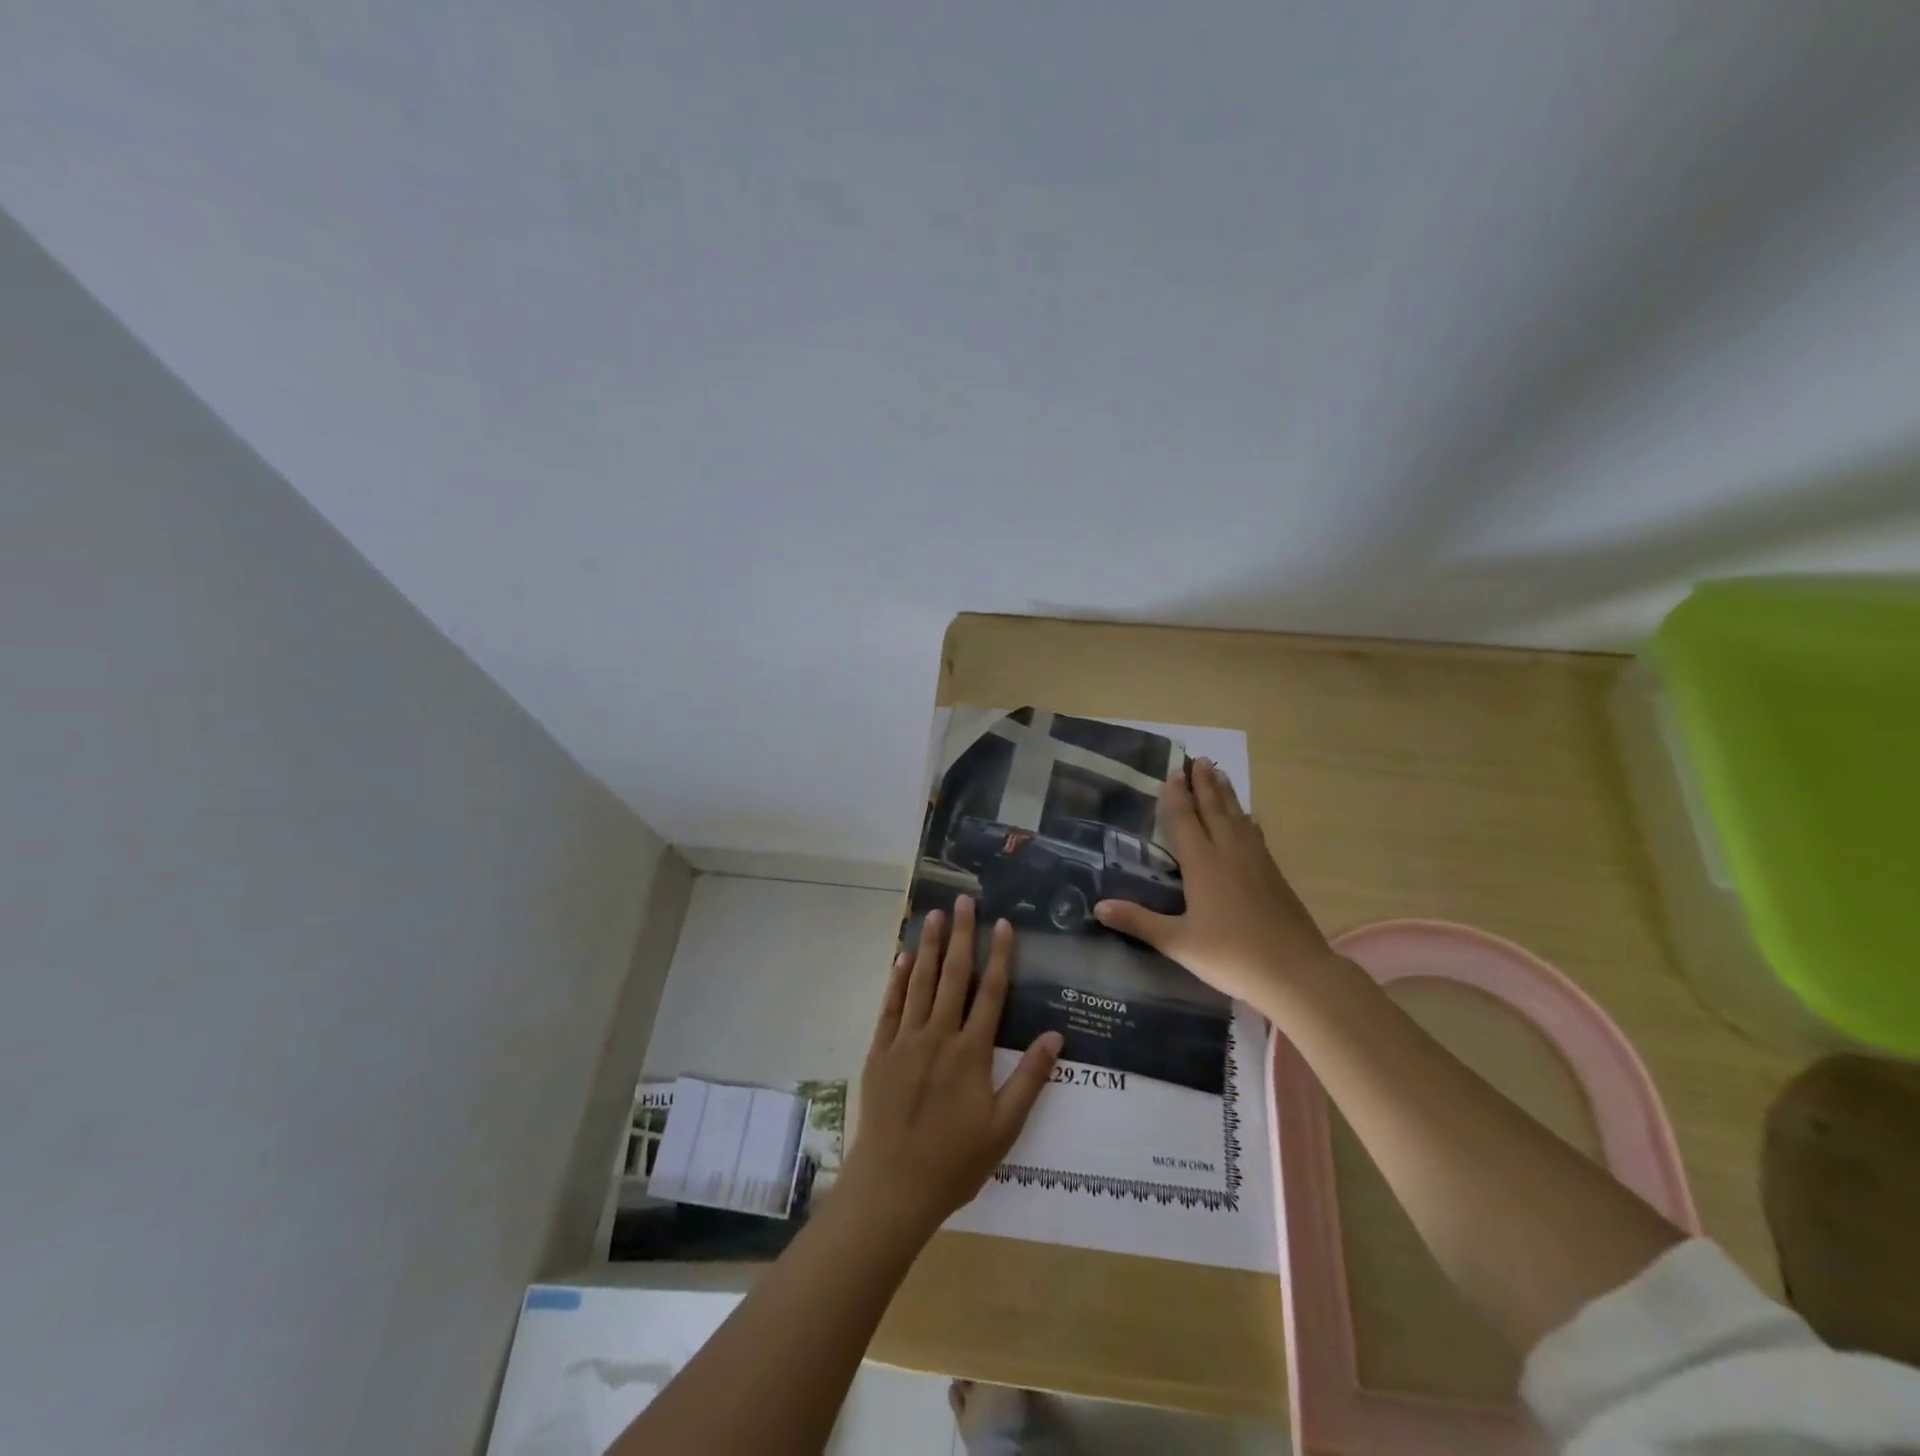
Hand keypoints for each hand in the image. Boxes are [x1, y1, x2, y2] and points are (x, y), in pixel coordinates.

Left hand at [838, 896, 1062, 1241]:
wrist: (893, 1186)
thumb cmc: (955, 1162)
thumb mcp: (1004, 1128)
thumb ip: (1029, 1080)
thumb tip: (1056, 1037)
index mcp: (971, 1053)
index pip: (991, 993)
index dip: (1000, 956)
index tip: (1002, 924)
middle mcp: (938, 1036)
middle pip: (953, 976)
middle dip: (961, 936)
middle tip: (964, 901)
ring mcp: (905, 1041)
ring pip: (919, 983)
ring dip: (928, 947)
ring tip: (934, 915)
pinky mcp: (880, 1051)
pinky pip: (890, 1007)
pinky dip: (897, 980)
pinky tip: (903, 958)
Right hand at [1093, 759, 1333, 1005]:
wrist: (1297, 972)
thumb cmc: (1231, 956)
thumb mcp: (1178, 943)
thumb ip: (1138, 922)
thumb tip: (1098, 906)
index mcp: (1203, 864)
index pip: (1185, 820)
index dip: (1176, 796)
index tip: (1172, 772)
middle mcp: (1229, 853)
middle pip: (1214, 809)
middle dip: (1204, 784)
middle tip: (1197, 759)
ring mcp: (1256, 862)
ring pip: (1237, 817)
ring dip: (1226, 794)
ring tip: (1219, 773)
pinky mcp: (1275, 875)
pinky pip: (1255, 834)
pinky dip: (1246, 819)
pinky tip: (1248, 818)